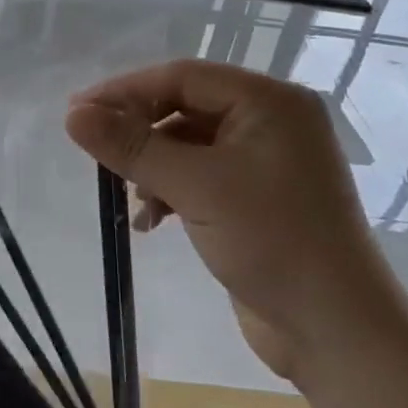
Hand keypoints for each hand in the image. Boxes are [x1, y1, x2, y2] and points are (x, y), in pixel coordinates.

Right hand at [66, 59, 407, 381]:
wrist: (335, 330)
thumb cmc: (272, 242)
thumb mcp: (194, 187)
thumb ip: (132, 146)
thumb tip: (72, 115)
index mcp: (270, 102)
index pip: (182, 77)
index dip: (125, 91)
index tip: (77, 113)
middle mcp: (272, 121)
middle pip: (184, 107)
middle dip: (139, 131)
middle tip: (93, 151)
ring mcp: (267, 160)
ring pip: (188, 143)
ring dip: (152, 166)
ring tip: (131, 199)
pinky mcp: (257, 196)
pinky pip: (200, 175)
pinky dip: (171, 190)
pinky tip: (153, 220)